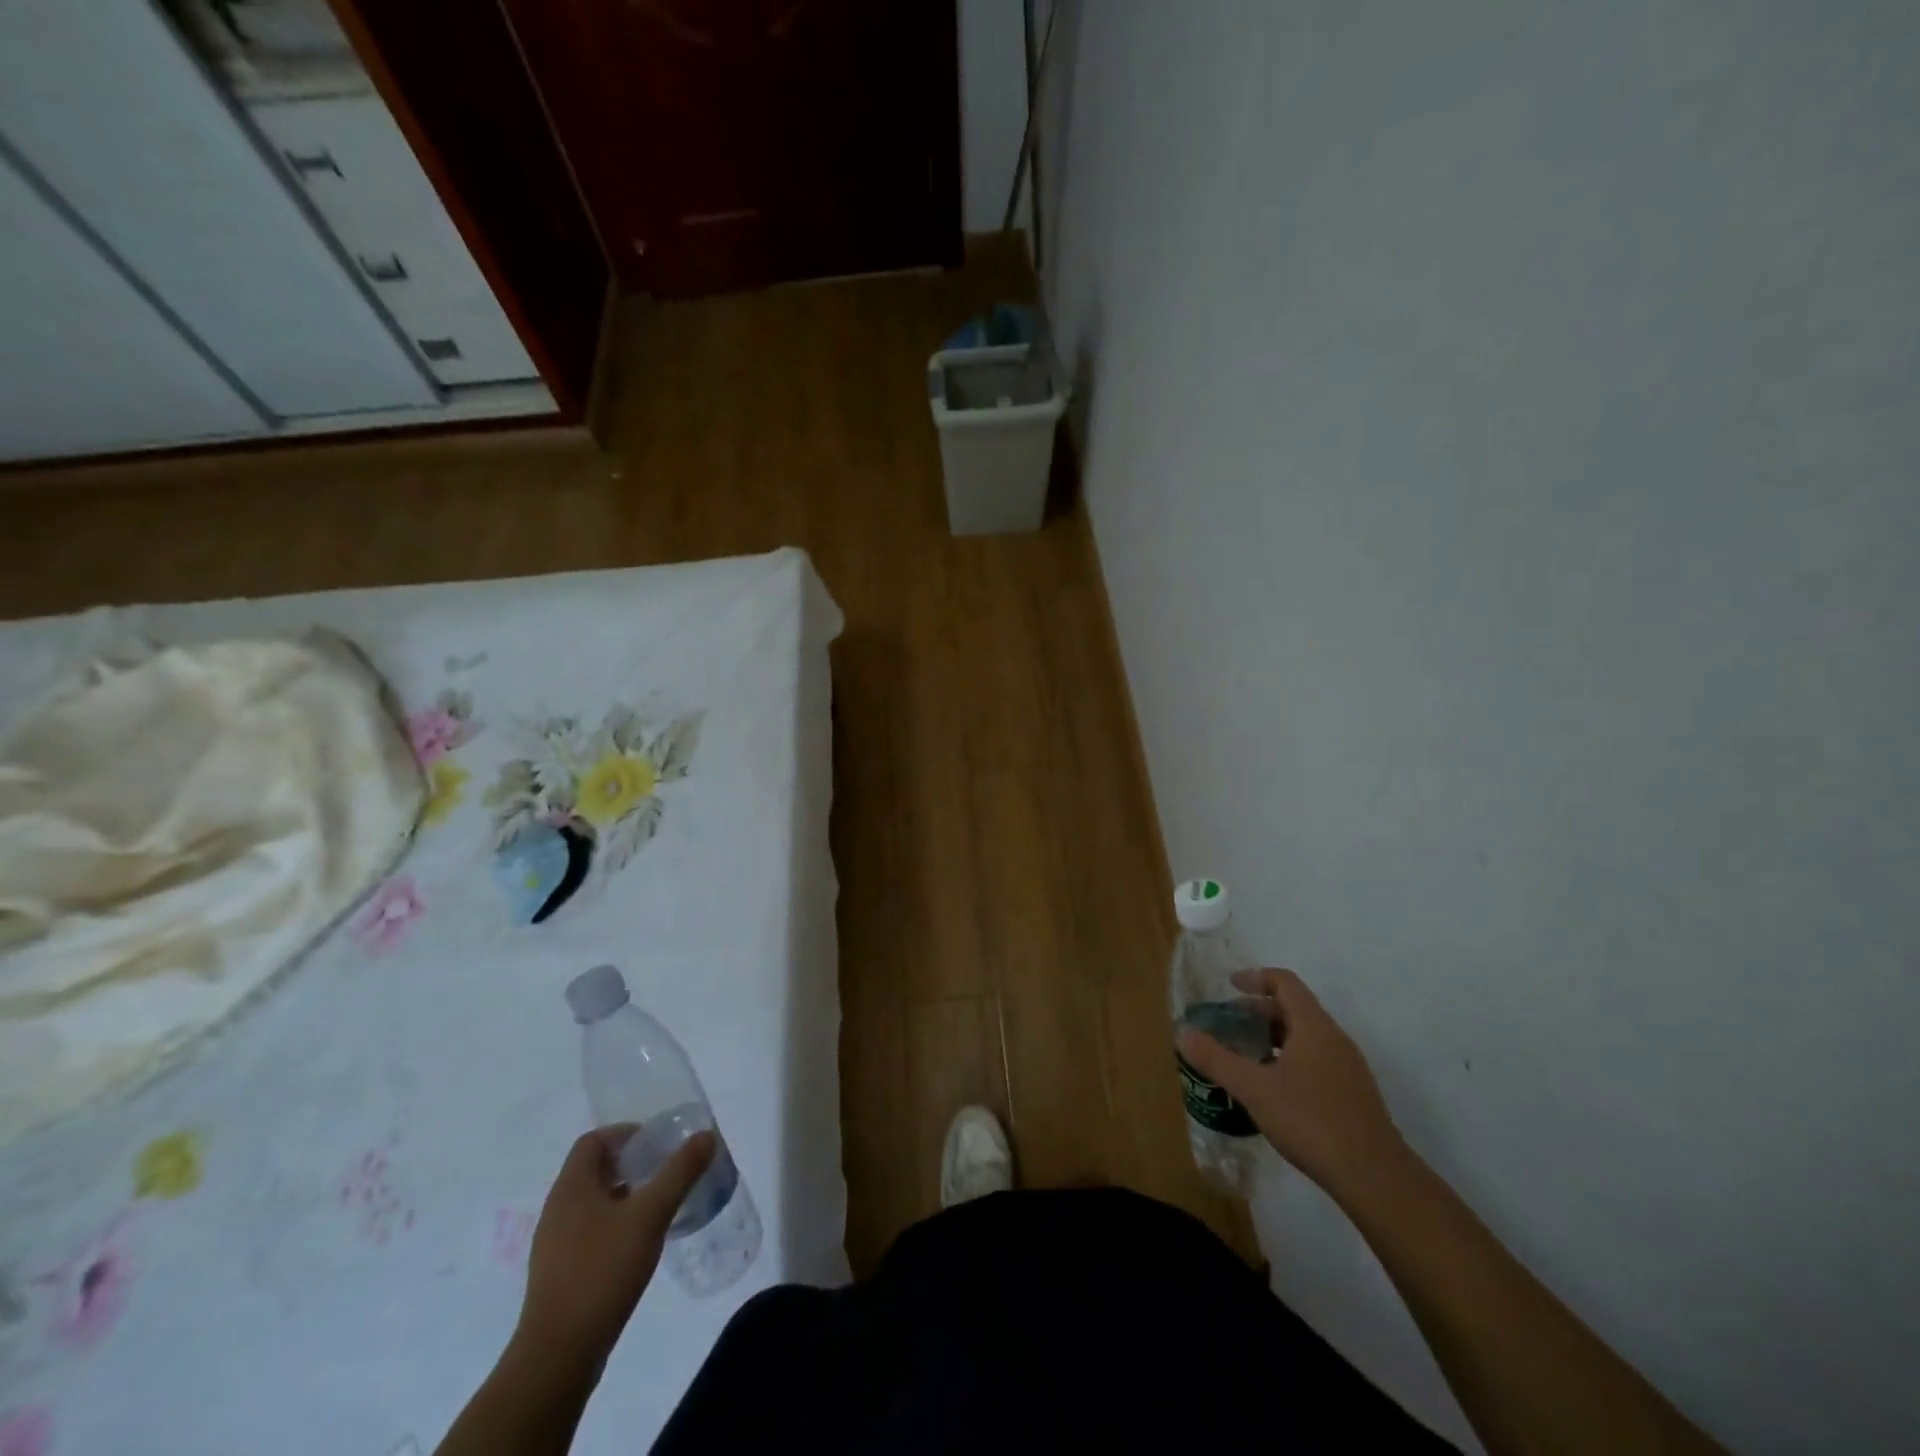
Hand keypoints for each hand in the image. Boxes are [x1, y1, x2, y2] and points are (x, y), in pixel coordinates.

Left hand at [512, 1125, 715, 1378]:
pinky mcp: (559, 1273)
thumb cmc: (602, 1271)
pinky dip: (614, 1224)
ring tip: (658, 1204)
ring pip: (593, 1202)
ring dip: (624, 1195)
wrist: (558, 1355)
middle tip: (665, 1170)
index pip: (593, 1140)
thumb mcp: (650, 1215)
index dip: (625, 1134)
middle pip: (594, 1169)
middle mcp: (558, 1209)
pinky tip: (639, 1243)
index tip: (657, 1144)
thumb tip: (706, 1136)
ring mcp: (554, 1244)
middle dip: (631, 1164)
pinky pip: (589, 1231)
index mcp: (572, 1187)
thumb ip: (680, 1172)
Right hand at [1177, 968, 1404, 1199]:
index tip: (1229, 986)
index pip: (1285, 983)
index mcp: (1313, 1026)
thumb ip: (1217, 1059)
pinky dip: (1290, 1059)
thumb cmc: (1311, 1120)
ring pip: (1307, 1036)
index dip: (1256, 977)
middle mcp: (1334, 1039)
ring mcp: (1348, 1068)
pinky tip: (1273, 1088)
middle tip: (1230, 1024)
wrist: (1374, 1177)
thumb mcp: (1254, 1089)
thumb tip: (1183, 1034)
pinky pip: (1317, 1060)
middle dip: (1260, 1010)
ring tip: (1246, 1055)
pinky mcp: (1353, 1094)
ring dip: (1275, 1037)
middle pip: (1295, 1008)